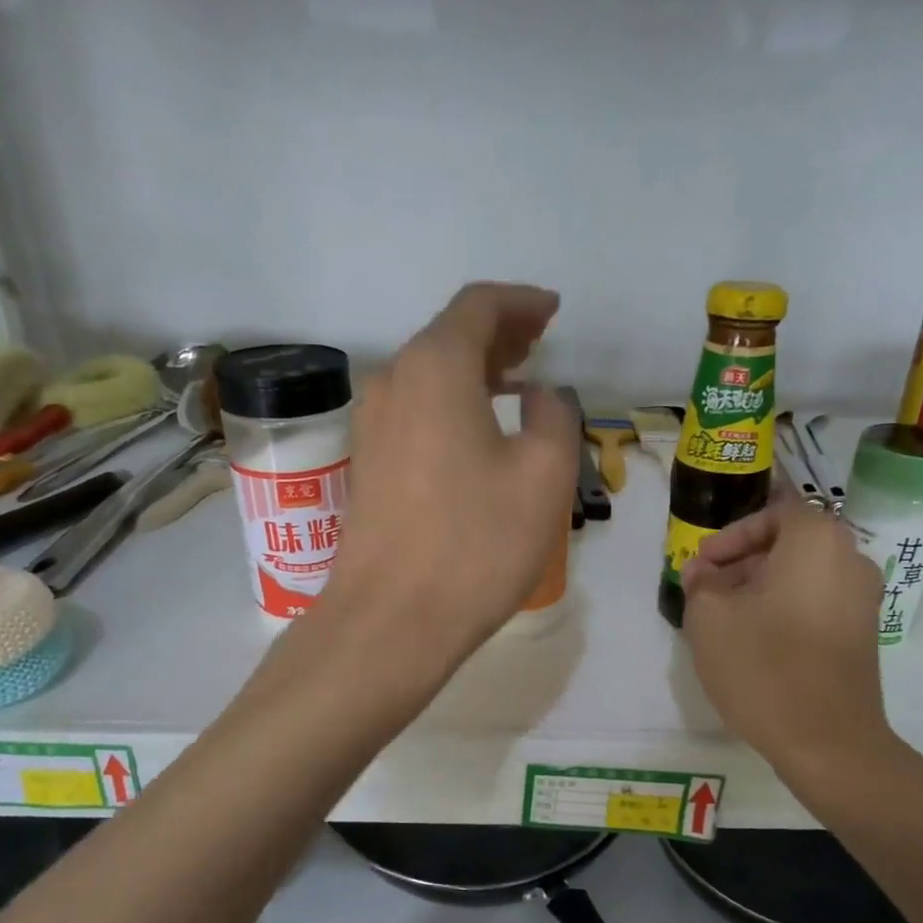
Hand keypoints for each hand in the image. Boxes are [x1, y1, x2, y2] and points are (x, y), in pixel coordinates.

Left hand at [323, 283, 579, 672]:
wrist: (392, 620)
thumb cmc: (477, 542)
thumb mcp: (544, 474)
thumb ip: (554, 416)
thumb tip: (539, 396)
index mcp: (436, 368)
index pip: (478, 306)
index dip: (521, 302)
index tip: (553, 311)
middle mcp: (393, 381)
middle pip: (449, 336)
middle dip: (499, 333)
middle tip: (539, 341)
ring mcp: (372, 425)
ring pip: (430, 374)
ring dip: (475, 369)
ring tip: (517, 381)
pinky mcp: (369, 464)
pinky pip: (416, 409)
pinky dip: (452, 402)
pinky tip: (479, 428)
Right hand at [681, 496, 906, 779]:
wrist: (829, 742)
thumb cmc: (764, 667)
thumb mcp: (710, 618)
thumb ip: (700, 582)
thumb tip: (704, 572)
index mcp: (816, 541)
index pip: (774, 512)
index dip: (733, 534)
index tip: (704, 564)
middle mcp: (850, 559)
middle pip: (790, 543)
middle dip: (744, 562)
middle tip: (708, 590)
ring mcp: (864, 599)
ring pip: (804, 575)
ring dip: (762, 587)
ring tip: (727, 619)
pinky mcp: (864, 634)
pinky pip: (818, 602)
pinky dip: (787, 608)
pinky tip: (757, 641)